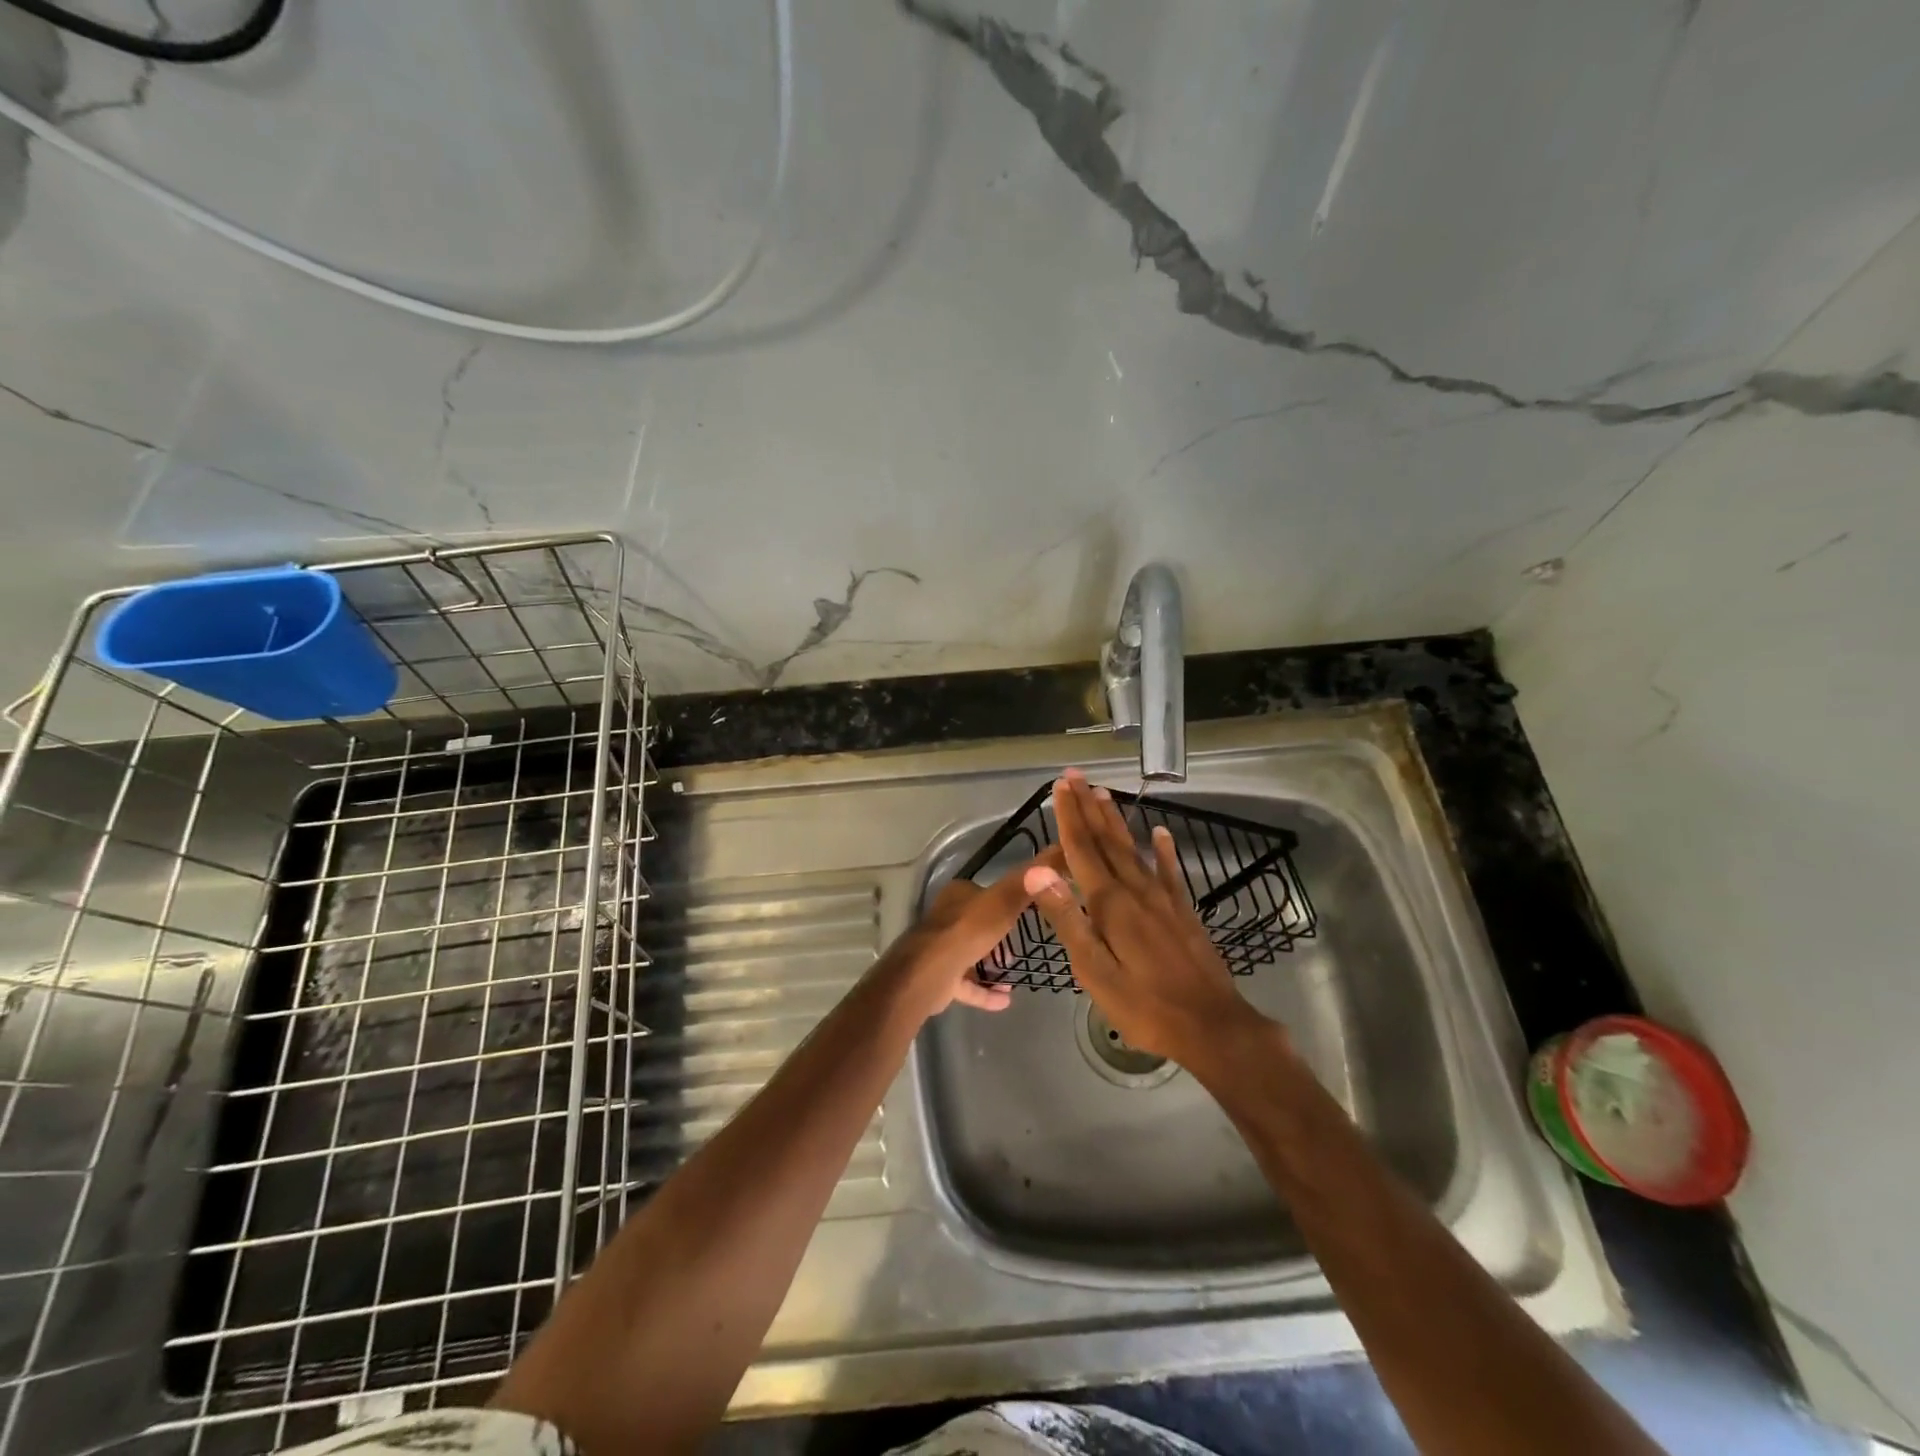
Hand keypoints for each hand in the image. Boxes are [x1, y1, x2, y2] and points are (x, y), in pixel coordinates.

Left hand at [877, 848, 1062, 1016]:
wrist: (930, 973)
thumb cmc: (967, 931)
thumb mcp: (1002, 903)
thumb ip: (1024, 884)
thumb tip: (1050, 859)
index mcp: (958, 896)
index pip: (983, 893)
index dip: (1004, 901)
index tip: (1027, 914)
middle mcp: (947, 919)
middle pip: (977, 925)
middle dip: (999, 937)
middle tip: (1021, 948)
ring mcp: (941, 949)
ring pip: (971, 954)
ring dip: (992, 965)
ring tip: (1014, 972)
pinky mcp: (940, 978)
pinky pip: (967, 984)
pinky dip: (984, 992)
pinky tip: (1005, 1000)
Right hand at [1023, 770, 1273, 1065]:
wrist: (1212, 1027)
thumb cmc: (1144, 1005)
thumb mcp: (1094, 970)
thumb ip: (1067, 918)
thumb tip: (1037, 871)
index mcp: (1110, 904)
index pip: (1082, 849)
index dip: (1069, 817)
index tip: (1060, 786)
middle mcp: (1136, 891)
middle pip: (1107, 841)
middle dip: (1089, 807)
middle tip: (1075, 776)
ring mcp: (1163, 899)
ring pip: (1134, 849)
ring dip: (1116, 820)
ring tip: (1104, 793)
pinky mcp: (1183, 912)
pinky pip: (1170, 872)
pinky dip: (1163, 850)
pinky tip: (1161, 832)